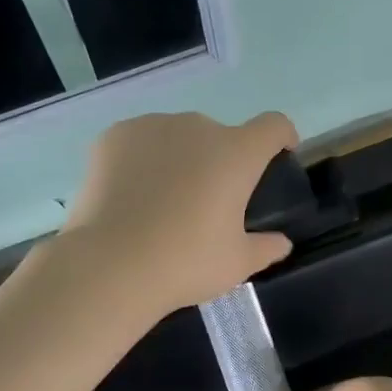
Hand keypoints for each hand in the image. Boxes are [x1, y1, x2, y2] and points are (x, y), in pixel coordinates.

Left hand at [63, 111, 298, 311]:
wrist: (110, 265)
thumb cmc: (185, 263)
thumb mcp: (237, 264)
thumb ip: (265, 248)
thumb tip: (280, 243)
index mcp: (236, 154)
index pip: (273, 125)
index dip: (281, 137)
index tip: (279, 154)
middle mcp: (197, 128)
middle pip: (220, 135)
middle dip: (220, 160)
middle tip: (207, 202)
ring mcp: (152, 126)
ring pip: (177, 136)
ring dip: (181, 157)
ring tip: (163, 200)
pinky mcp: (114, 136)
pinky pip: (140, 141)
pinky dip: (143, 160)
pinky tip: (131, 195)